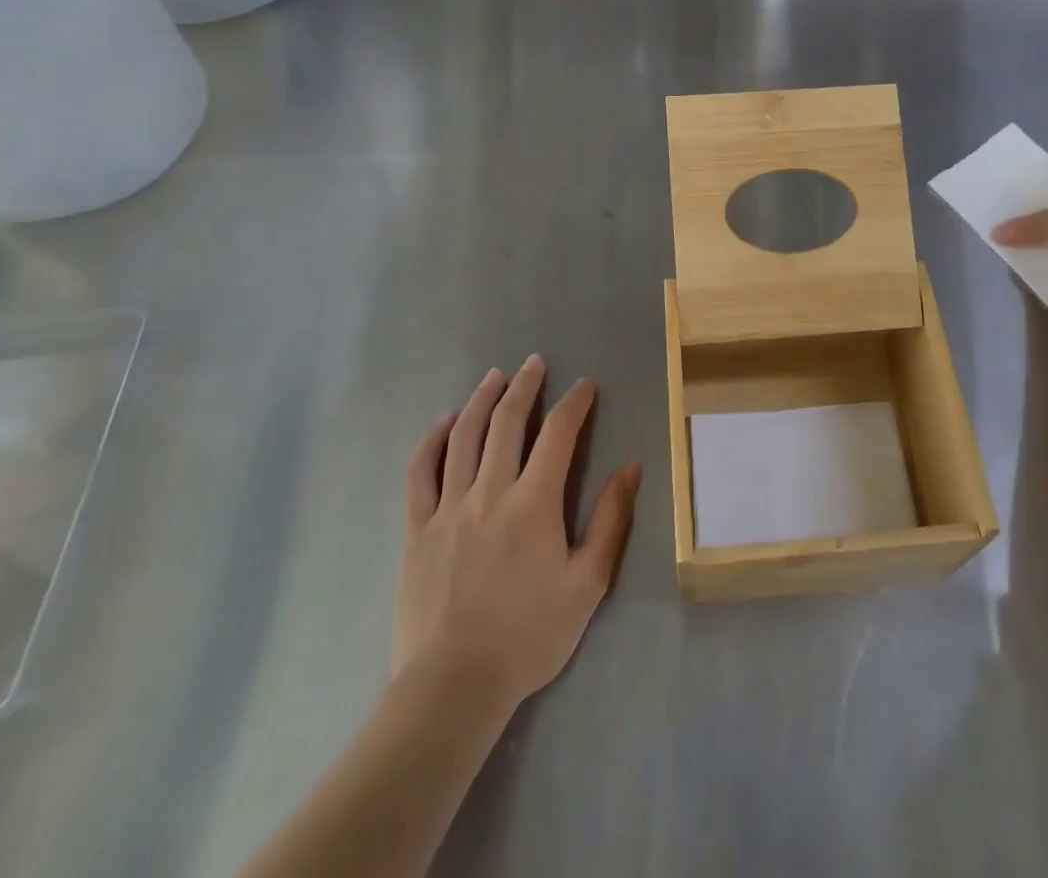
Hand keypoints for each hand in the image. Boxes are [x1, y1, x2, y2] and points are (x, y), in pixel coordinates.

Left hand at [392, 356, 640, 714]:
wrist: (454, 685)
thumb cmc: (529, 636)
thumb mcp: (587, 583)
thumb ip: (610, 521)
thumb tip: (630, 467)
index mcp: (534, 502)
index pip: (559, 434)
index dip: (574, 403)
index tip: (585, 385)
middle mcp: (490, 491)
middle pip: (508, 422)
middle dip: (525, 386)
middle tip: (535, 362)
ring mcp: (448, 507)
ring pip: (464, 437)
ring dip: (482, 400)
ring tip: (495, 377)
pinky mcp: (417, 528)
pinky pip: (421, 472)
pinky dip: (432, 441)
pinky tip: (443, 423)